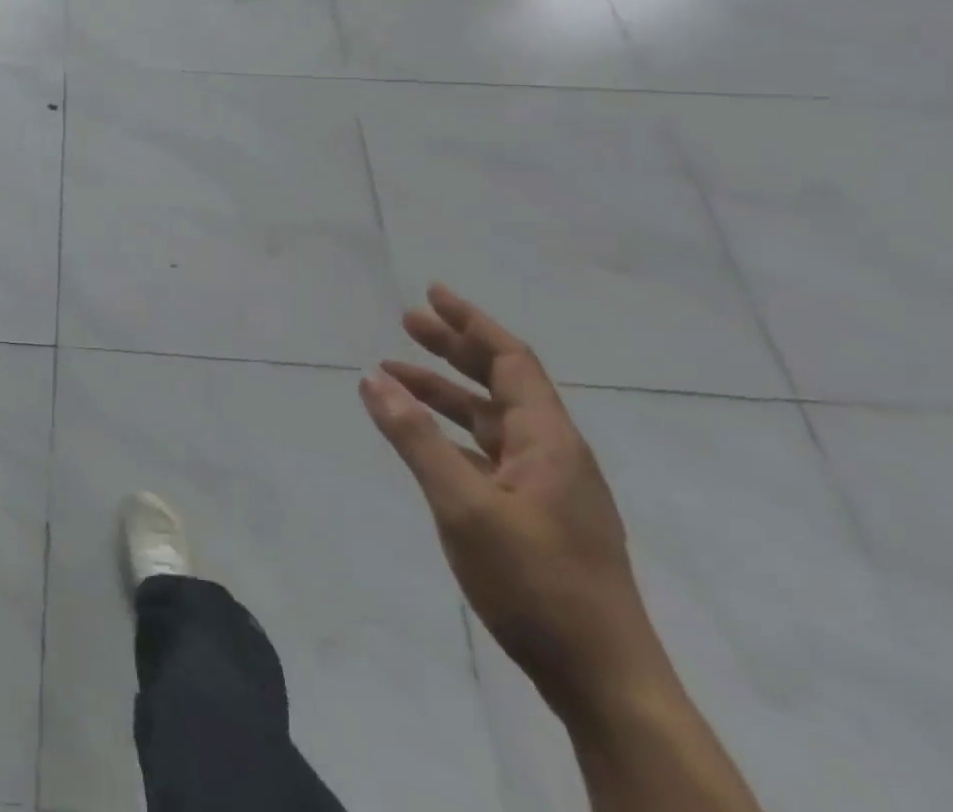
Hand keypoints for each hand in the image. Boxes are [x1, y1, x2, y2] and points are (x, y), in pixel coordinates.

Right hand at [359, 285, 665, 717]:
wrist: (604, 683)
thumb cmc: (536, 584)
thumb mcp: (464, 506)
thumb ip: (416, 438)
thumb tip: (373, 378)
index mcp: (549, 441)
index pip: (511, 360)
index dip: (471, 322)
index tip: (432, 293)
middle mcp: (554, 454)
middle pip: (502, 382)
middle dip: (454, 348)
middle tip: (407, 322)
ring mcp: (549, 488)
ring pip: (492, 419)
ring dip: (446, 391)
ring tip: (395, 374)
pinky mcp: (539, 516)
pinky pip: (489, 452)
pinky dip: (453, 432)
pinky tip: (424, 437)